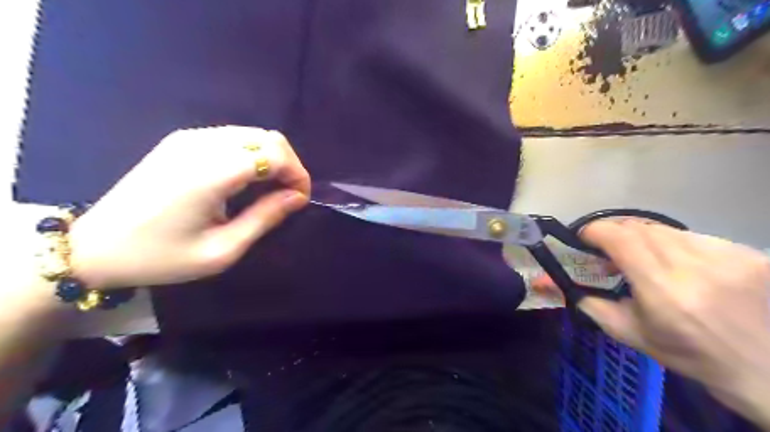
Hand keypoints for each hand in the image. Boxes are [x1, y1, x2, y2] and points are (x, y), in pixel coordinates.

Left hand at [65, 127, 310, 289]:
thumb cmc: (161, 256)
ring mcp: (189, 138)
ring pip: (252, 133)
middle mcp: (201, 145)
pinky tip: (247, 179)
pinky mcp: (181, 140)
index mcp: (210, 173)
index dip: (297, 174)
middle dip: (289, 164)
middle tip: (289, 195)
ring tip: (271, 189)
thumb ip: (265, 218)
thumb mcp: (222, 249)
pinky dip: (252, 154)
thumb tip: (297, 197)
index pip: (273, 154)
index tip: (300, 200)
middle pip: (267, 137)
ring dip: (272, 158)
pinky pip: (233, 136)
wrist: (94, 246)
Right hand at [578, 221, 769, 425]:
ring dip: (644, 238)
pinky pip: (693, 235)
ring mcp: (725, 255)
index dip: (595, 230)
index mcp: (661, 289)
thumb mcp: (630, 333)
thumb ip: (589, 303)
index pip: (620, 237)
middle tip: (608, 251)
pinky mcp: (745, 252)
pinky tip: (680, 264)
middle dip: (615, 234)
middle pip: (639, 227)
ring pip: (664, 228)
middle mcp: (693, 265)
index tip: (583, 238)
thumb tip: (550, 282)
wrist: (768, 368)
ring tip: (644, 258)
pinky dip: (674, 243)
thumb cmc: (689, 354)